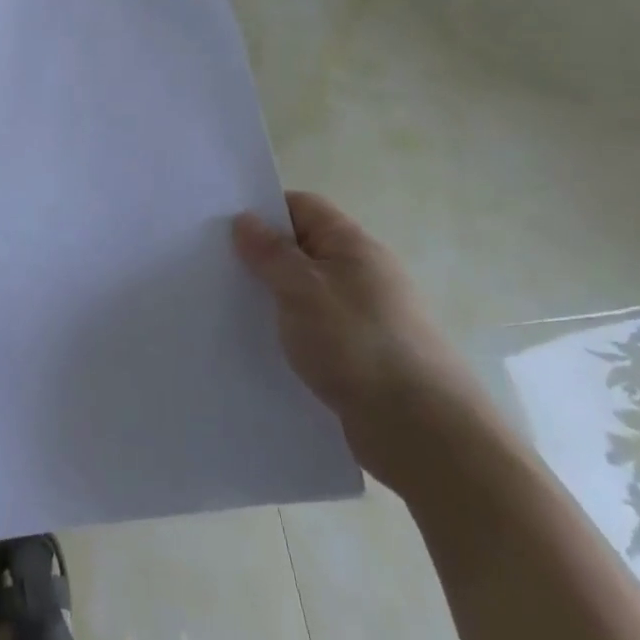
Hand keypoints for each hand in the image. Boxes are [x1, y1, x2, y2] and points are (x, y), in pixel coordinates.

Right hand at [233, 192, 496, 495]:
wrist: (422, 432)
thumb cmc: (357, 344)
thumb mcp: (302, 289)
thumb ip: (270, 253)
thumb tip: (245, 220)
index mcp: (353, 245)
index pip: (303, 207)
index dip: (264, 211)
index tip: (223, 227)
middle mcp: (362, 273)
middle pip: (303, 249)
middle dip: (262, 257)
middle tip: (216, 268)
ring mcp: (364, 316)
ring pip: (306, 293)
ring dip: (274, 299)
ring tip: (230, 309)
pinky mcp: (362, 356)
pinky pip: (316, 330)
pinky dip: (290, 333)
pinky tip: (263, 348)